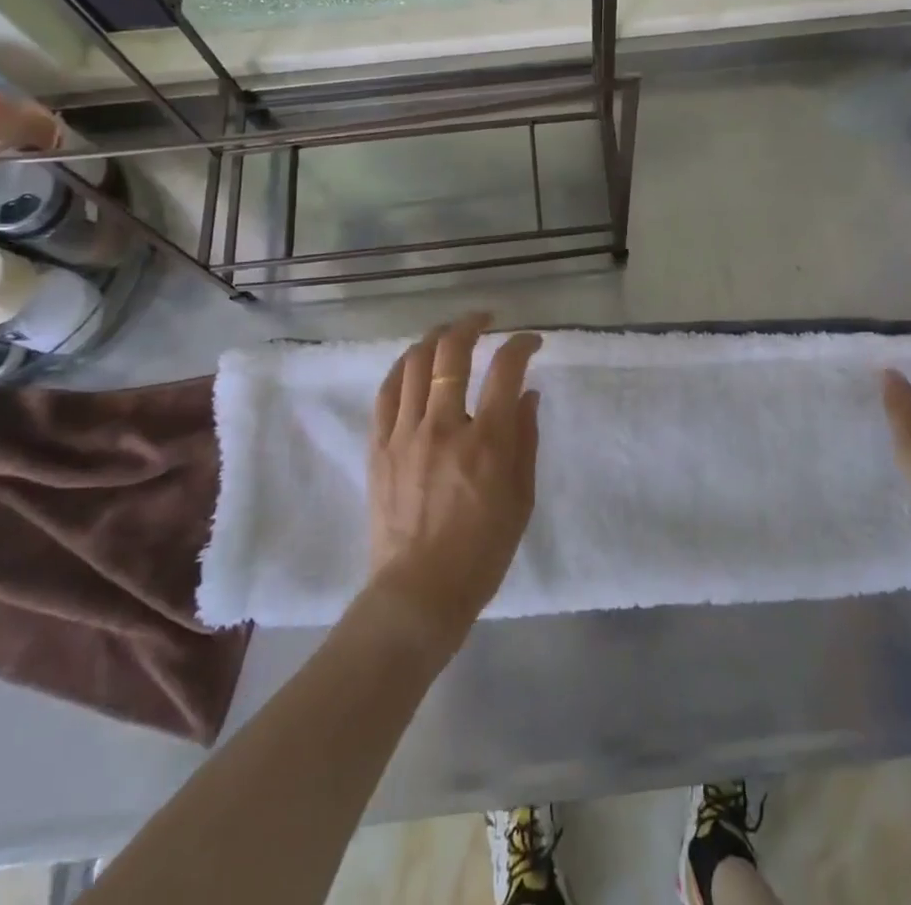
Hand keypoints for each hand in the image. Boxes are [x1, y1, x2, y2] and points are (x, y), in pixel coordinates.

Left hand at [365, 312, 541, 655]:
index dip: (521, 344)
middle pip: (453, 352)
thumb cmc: (483, 551)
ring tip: (449, 333)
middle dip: (472, 324)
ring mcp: (405, 433)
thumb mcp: (521, 498)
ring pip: (416, 363)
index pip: (506, 369)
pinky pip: (387, 392)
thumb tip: (528, 395)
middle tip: (485, 319)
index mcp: (487, 441)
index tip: (530, 341)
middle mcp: (444, 425)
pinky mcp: (379, 446)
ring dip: (436, 337)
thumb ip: (526, 439)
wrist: (419, 592)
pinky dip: (404, 367)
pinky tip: (414, 361)